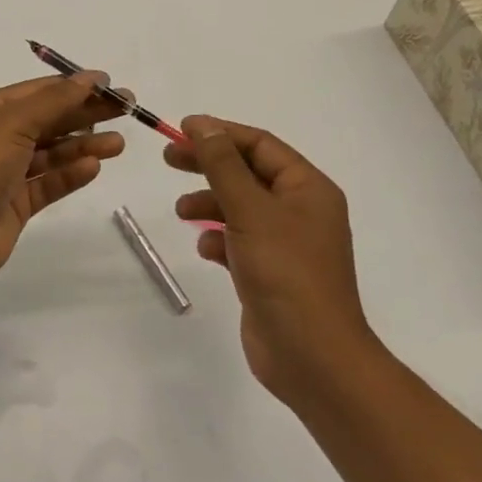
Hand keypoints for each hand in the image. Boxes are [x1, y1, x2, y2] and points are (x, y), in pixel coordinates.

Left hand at [0, 75, 127, 285]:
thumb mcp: (13, 122)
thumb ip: (55, 101)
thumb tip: (90, 77)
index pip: (38, 91)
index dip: (74, 87)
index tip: (110, 86)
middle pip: (49, 120)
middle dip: (86, 114)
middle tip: (128, 110)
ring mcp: (6, 173)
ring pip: (52, 153)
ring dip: (84, 146)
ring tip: (119, 144)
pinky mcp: (16, 204)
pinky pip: (48, 183)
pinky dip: (70, 175)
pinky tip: (94, 167)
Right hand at [166, 116, 376, 404]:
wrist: (312, 356)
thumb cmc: (285, 272)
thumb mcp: (250, 209)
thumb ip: (223, 165)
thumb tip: (203, 125)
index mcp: (308, 188)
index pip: (260, 145)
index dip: (220, 133)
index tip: (181, 129)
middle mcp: (301, 210)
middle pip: (247, 173)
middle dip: (209, 165)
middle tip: (169, 159)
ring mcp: (286, 244)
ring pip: (240, 208)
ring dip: (209, 204)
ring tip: (181, 211)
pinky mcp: (271, 273)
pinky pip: (239, 241)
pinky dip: (219, 239)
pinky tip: (205, 249)